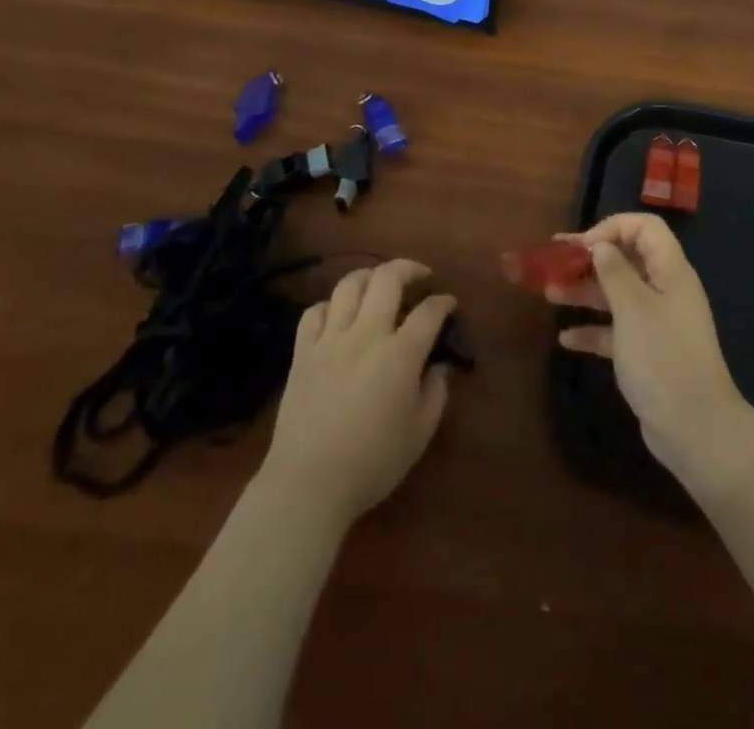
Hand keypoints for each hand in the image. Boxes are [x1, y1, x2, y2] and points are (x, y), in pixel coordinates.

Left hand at [258, 258, 456, 528]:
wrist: (308, 484)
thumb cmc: (372, 463)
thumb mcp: (419, 433)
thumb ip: (436, 392)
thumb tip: (440, 366)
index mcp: (400, 354)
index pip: (429, 311)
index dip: (444, 302)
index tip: (450, 304)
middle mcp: (366, 334)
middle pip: (387, 278)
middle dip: (409, 268)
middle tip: (420, 276)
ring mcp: (330, 340)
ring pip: (348, 286)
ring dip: (369, 276)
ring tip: (379, 284)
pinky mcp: (303, 353)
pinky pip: (313, 312)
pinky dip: (329, 306)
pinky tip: (338, 315)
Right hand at [549, 213, 750, 486]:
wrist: (694, 429)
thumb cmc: (662, 358)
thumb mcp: (633, 309)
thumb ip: (615, 272)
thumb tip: (601, 246)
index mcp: (671, 272)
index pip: (645, 229)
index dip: (612, 228)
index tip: (582, 246)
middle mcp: (666, 291)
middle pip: (627, 261)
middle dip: (590, 259)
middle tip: (552, 261)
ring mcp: (657, 324)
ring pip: (617, 296)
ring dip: (585, 292)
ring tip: (549, 293)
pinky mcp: (648, 354)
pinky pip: (616, 331)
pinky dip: (593, 330)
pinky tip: (566, 338)